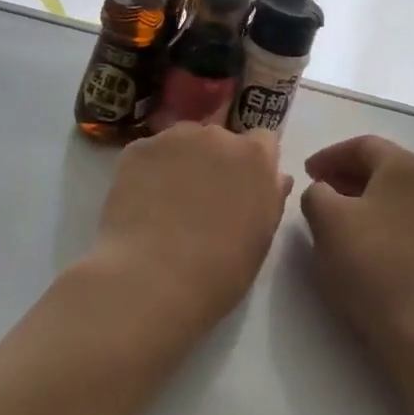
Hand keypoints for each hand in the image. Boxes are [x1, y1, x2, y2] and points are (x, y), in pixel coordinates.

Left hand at [86, 123, 292, 353]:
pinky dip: (148, 171)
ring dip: (181, 162)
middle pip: (219, 138)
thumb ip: (271, 197)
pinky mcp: (137, 149)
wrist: (153, 279)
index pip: (262, 141)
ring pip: (182, 143)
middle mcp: (217, 136)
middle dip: (214, 160)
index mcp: (255, 157)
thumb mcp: (261, 238)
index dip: (252, 163)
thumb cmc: (220, 269)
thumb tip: (276, 177)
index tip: (241, 188)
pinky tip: (141, 203)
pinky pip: (149, 154)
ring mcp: (174, 138)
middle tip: (202, 199)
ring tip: (166, 202)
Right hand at [300, 135, 413, 362]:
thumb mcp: (326, 219)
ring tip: (328, 214)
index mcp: (404, 165)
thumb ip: (315, 193)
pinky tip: (353, 237)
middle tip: (315, 189)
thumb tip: (323, 192)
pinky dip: (372, 214)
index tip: (305, 172)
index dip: (329, 155)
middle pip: (379, 164)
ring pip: (388, 190)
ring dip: (356, 195)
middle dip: (343, 173)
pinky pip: (397, 213)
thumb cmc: (369, 261)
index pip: (362, 145)